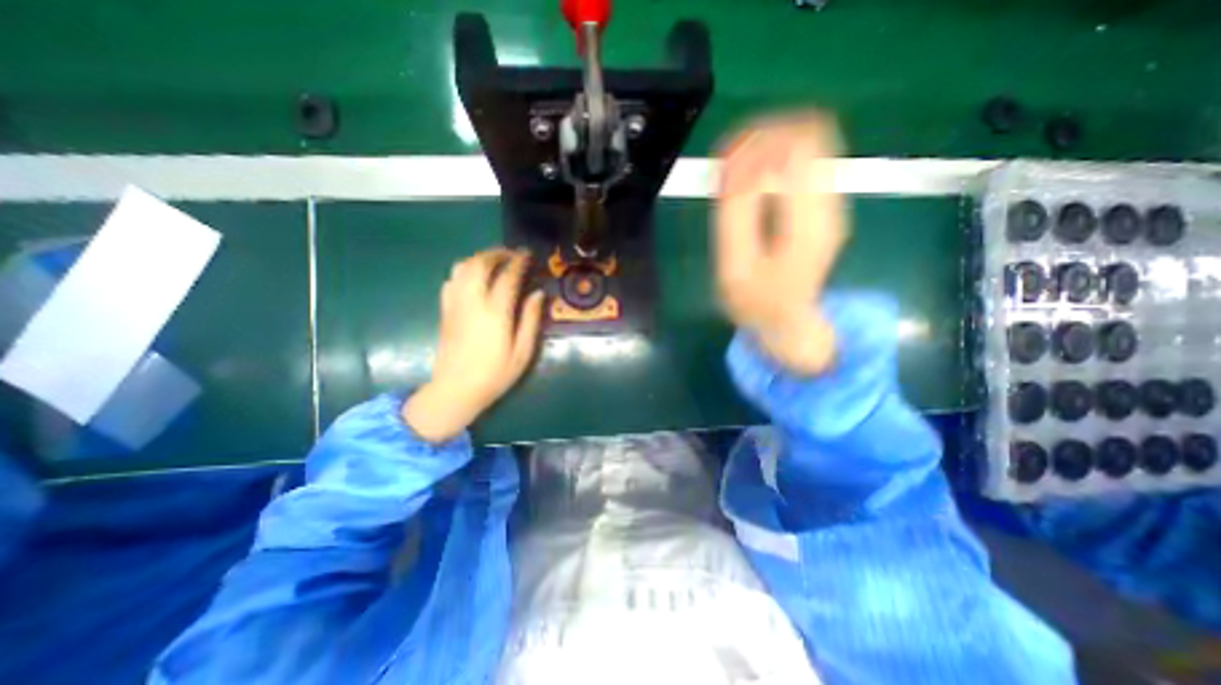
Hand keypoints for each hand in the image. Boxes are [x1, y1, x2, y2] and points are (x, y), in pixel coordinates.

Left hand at [405, 249, 542, 442]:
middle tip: (511, 254)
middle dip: (496, 253)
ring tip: (494, 261)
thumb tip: (538, 293)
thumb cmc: (495, 374)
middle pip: (480, 264)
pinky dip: (464, 271)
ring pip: (462, 267)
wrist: (455, 390)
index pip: (507, 276)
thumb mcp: (522, 352)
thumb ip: (530, 320)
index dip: (519, 261)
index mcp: (495, 312)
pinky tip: (474, 278)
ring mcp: (455, 304)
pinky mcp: (445, 310)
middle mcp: (472, 302)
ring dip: (479, 258)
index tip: (527, 254)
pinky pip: (451, 280)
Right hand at [719, 113, 851, 377]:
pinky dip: (775, 156)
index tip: (725, 158)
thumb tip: (736, 163)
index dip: (758, 139)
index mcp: (809, 221)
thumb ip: (736, 213)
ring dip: (768, 143)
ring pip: (811, 140)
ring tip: (734, 167)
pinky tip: (750, 175)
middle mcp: (830, 203)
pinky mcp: (823, 202)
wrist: (787, 319)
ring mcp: (831, 200)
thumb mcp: (736, 263)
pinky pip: (805, 157)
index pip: (800, 146)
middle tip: (727, 159)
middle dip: (763, 135)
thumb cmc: (757, 300)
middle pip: (811, 132)